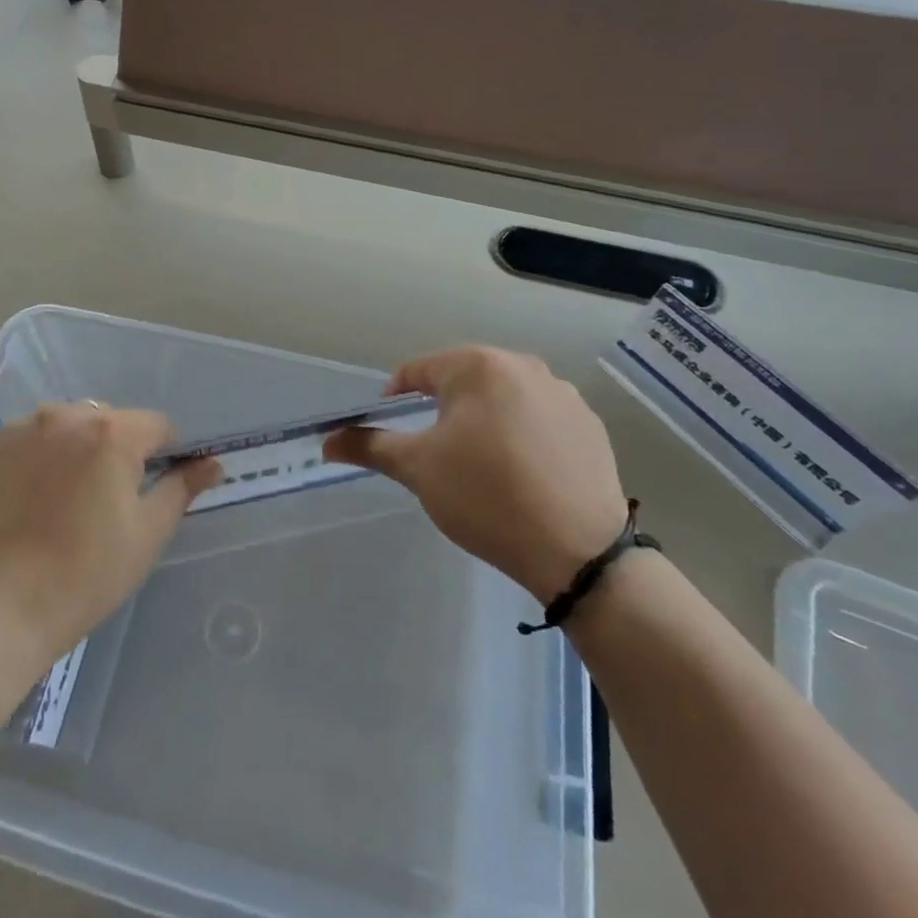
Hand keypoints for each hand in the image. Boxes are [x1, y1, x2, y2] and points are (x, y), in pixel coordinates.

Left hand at [0, 403, 220, 665]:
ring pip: (54, 429)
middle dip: (108, 450)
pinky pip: (11, 447)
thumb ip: (180, 490)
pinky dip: (20, 466)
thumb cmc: (83, 576)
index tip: (147, 489)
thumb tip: (211, 465)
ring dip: (63, 452)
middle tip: (98, 502)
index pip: (155, 425)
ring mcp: (12, 430)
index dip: (161, 454)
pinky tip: (14, 507)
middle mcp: (61, 416)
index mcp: (110, 432)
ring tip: (51, 504)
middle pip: (102, 421)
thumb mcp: (145, 535)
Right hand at [324, 347, 628, 603]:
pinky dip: (521, 436)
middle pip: (463, 380)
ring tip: (480, 466)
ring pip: (503, 399)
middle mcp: (524, 366)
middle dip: (442, 410)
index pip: (417, 370)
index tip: (391, 433)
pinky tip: (521, 474)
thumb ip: (369, 445)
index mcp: (478, 366)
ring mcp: (563, 395)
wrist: (578, 551)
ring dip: (483, 421)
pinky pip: (539, 419)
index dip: (394, 398)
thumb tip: (326, 440)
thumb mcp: (418, 468)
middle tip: (434, 452)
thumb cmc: (485, 496)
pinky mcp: (590, 426)